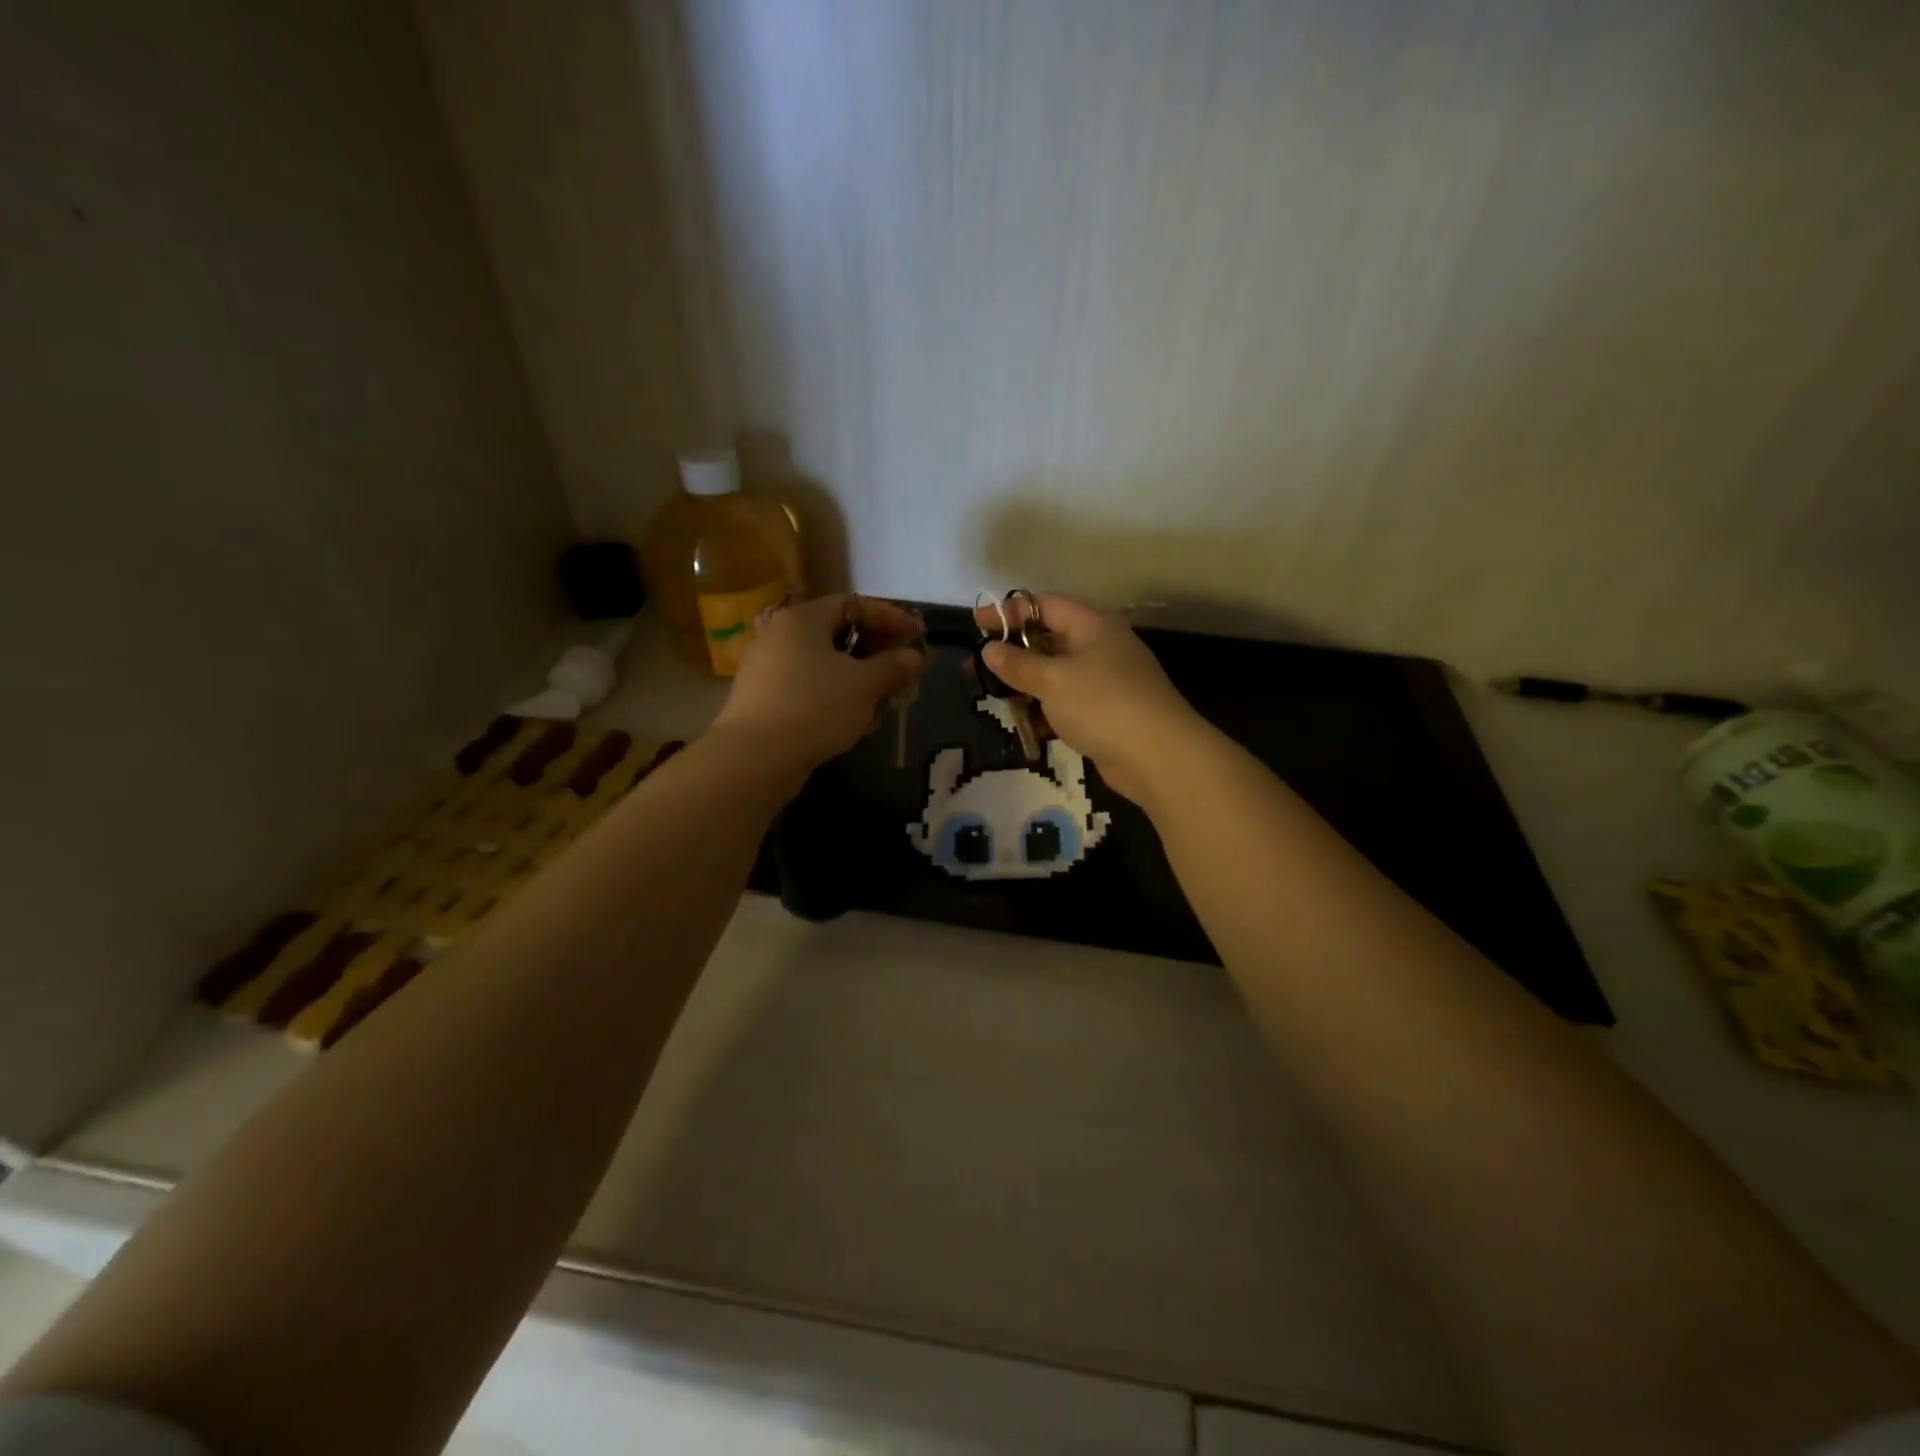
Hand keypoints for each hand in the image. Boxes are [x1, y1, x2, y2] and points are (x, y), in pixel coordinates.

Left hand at [714, 593, 926, 777]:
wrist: (755, 757)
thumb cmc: (815, 706)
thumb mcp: (864, 685)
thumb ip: (893, 666)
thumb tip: (914, 656)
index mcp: (802, 619)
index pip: (853, 604)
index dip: (890, 617)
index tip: (918, 636)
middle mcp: (780, 636)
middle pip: (838, 635)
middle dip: (877, 653)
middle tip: (904, 670)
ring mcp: (769, 670)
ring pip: (826, 666)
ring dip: (860, 680)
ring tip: (885, 702)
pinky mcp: (765, 701)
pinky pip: (810, 689)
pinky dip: (837, 699)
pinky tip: (857, 723)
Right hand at [978, 594, 1203, 804]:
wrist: (1158, 756)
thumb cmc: (1102, 705)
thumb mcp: (1053, 680)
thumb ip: (1018, 664)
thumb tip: (990, 649)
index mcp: (1092, 625)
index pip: (1043, 606)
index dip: (1008, 612)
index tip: (976, 624)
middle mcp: (1101, 646)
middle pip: (1049, 639)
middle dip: (1013, 652)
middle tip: (977, 666)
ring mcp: (1106, 680)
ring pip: (1056, 674)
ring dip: (1027, 684)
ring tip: (994, 697)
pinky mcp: (1106, 712)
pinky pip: (1067, 702)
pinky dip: (1046, 709)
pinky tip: (1026, 725)